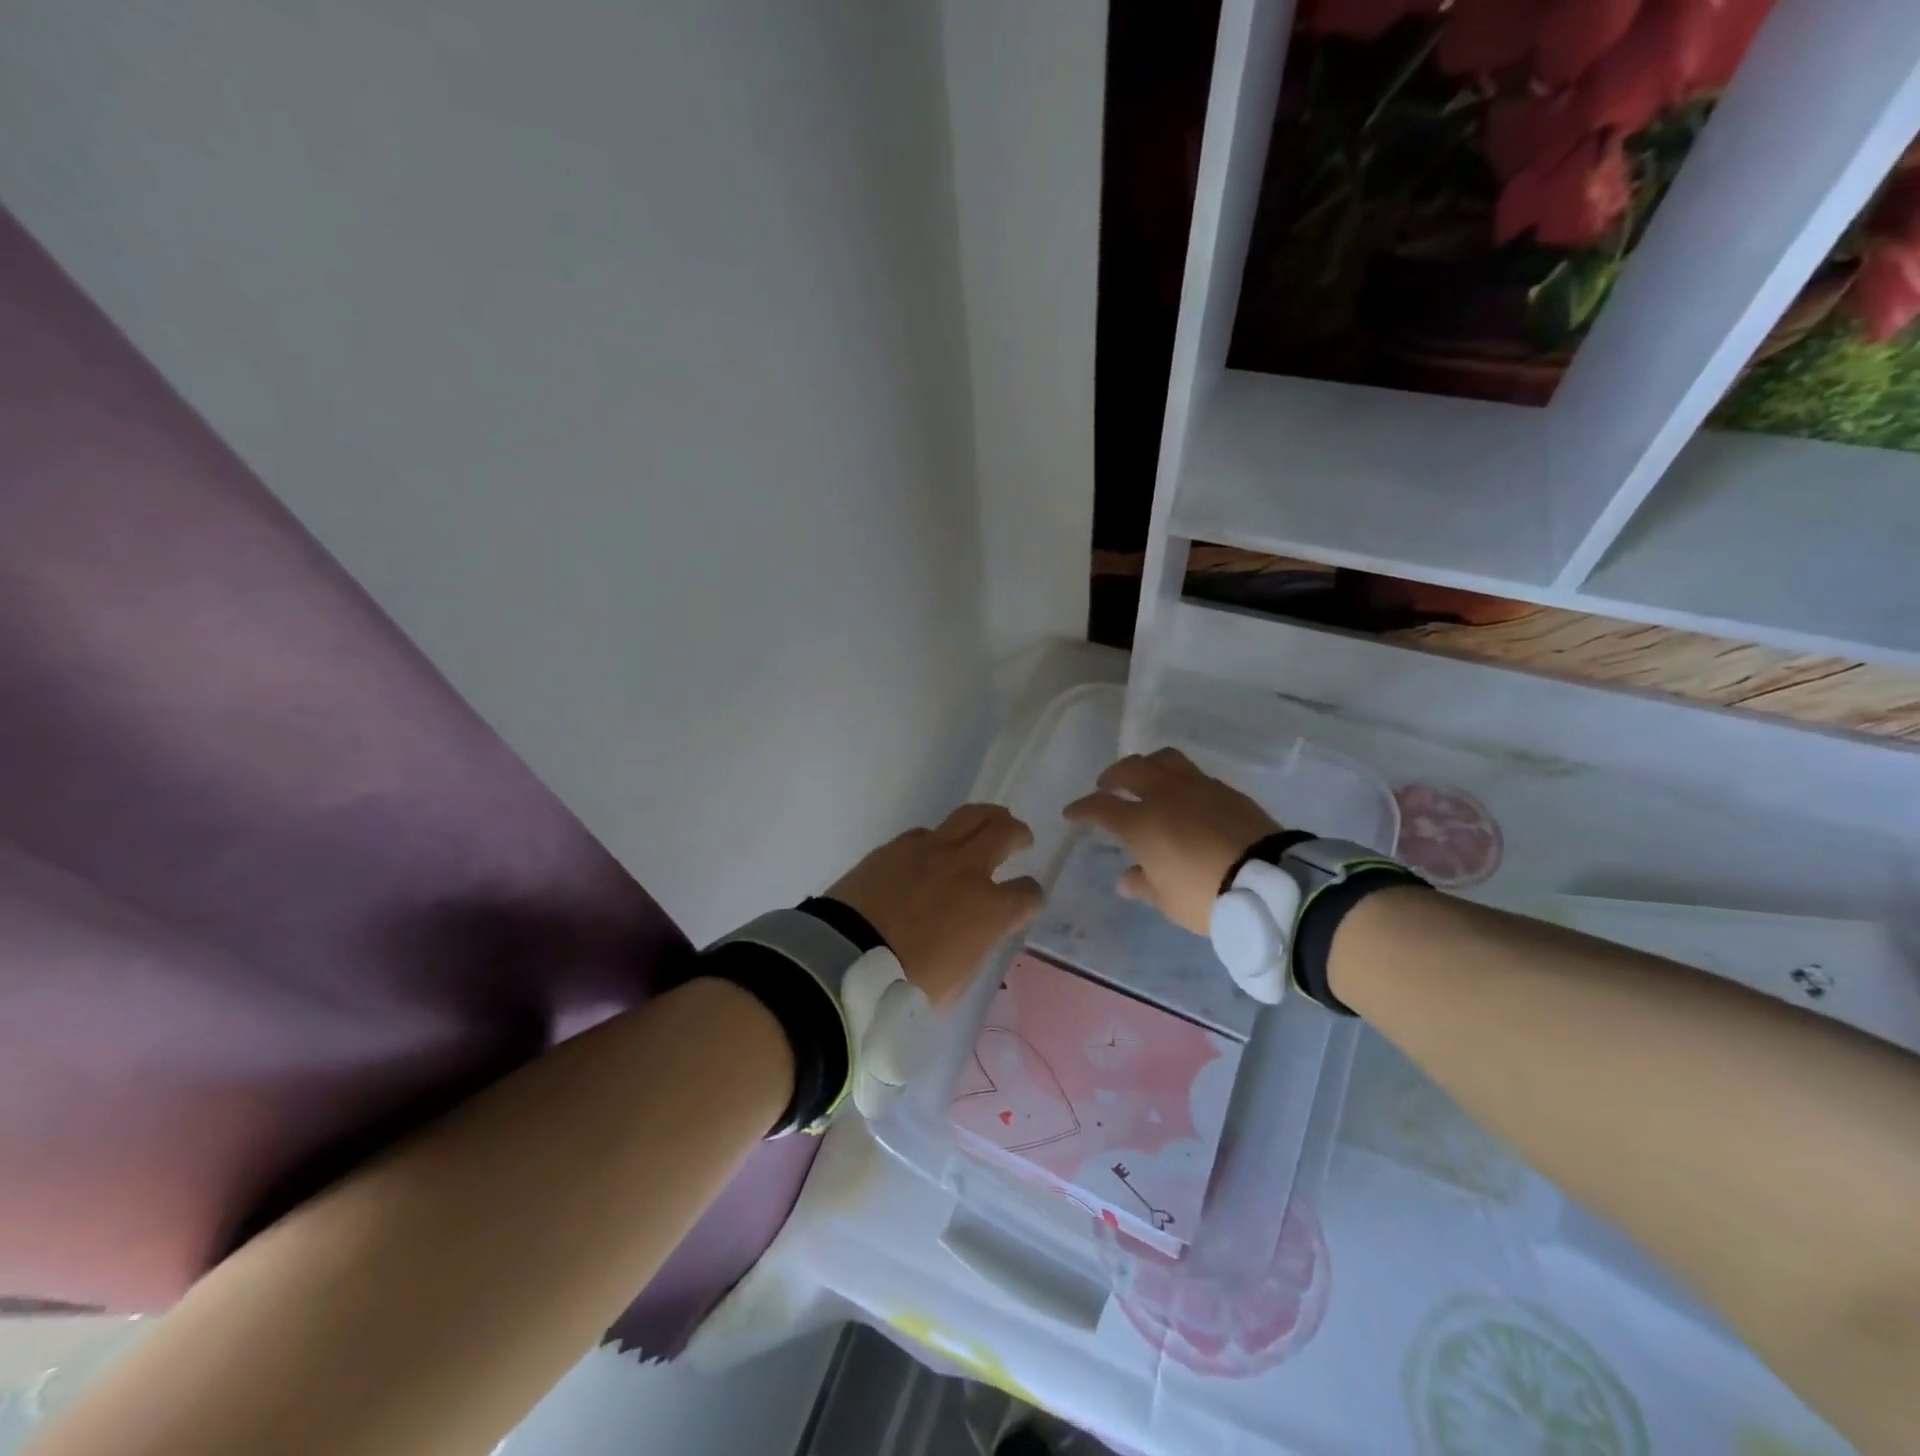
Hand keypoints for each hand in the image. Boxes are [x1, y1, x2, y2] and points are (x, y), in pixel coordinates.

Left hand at [828, 804, 1043, 1006]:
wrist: (845, 959)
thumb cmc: (905, 984)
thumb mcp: (958, 979)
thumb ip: (977, 945)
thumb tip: (978, 931)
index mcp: (989, 910)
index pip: (1028, 893)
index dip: (1031, 897)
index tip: (1025, 902)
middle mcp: (967, 870)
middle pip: (1006, 833)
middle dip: (1019, 834)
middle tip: (1021, 839)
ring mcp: (932, 851)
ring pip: (972, 816)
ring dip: (989, 817)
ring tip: (992, 820)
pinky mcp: (898, 846)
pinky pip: (928, 832)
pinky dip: (940, 838)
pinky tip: (934, 850)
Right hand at [1064, 748, 1279, 935]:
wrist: (1269, 882)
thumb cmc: (1206, 895)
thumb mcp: (1168, 900)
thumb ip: (1143, 884)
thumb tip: (1126, 878)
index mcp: (1141, 823)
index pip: (1100, 807)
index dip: (1082, 808)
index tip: (1072, 813)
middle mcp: (1165, 796)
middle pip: (1130, 770)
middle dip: (1112, 776)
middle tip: (1106, 786)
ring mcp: (1197, 787)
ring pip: (1163, 759)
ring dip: (1146, 765)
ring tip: (1145, 778)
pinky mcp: (1226, 790)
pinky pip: (1193, 773)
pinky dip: (1178, 778)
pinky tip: (1183, 794)